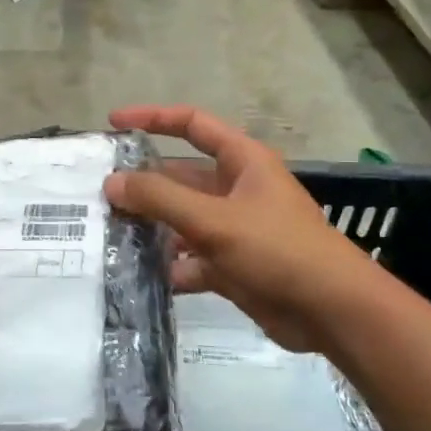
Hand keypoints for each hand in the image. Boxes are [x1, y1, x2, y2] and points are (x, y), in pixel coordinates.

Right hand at [105, 105, 372, 357]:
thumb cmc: (278, 249)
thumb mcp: (214, 219)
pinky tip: (139, 275)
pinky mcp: (232, 266)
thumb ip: (160, 198)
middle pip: (179, 177)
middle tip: (98, 196)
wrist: (332, 312)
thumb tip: (111, 182)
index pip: (192, 124)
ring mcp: (234, 229)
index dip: (152, 118)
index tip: (113, 123)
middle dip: (142, 185)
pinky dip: (169, 266)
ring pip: (181, 220)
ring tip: (108, 236)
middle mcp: (236, 189)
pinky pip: (191, 259)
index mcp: (242, 161)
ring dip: (151, 228)